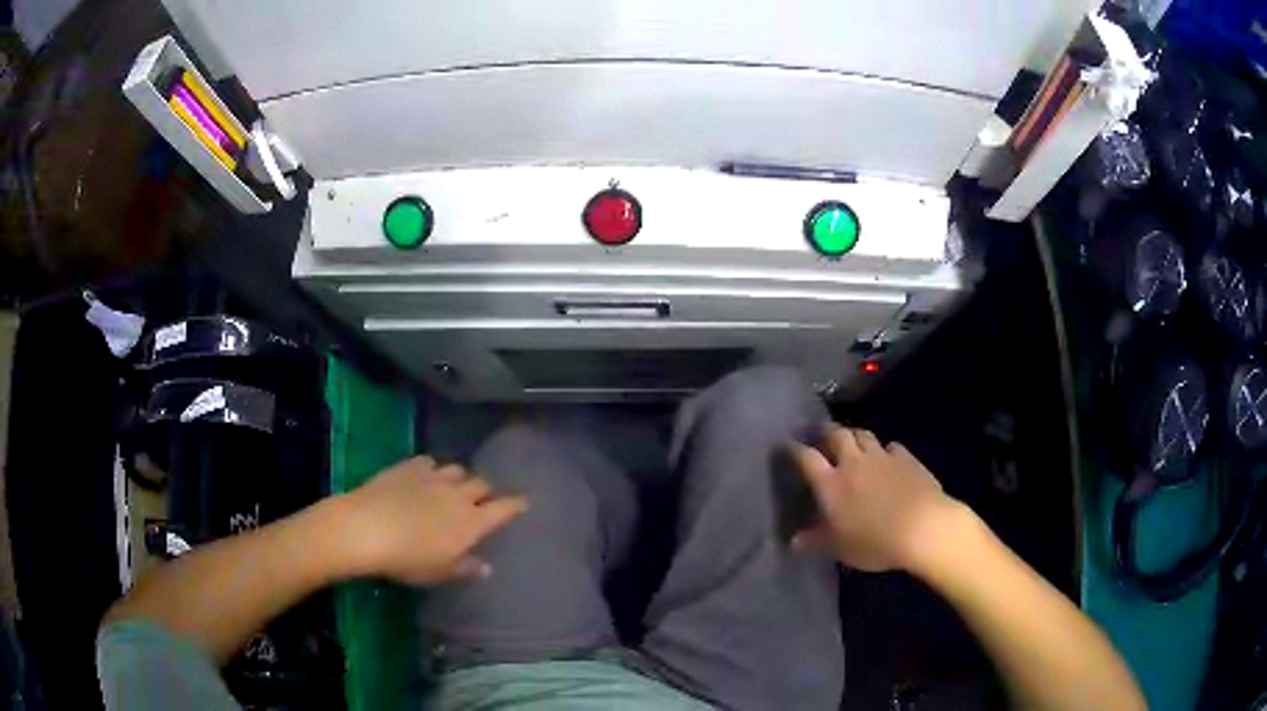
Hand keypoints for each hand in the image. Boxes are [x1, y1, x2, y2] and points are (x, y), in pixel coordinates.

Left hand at [339, 456, 527, 585]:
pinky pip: (430, 462)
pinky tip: (425, 477)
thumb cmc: (407, 559)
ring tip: (454, 488)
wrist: (366, 527)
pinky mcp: (409, 466)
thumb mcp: (439, 572)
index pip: (504, 508)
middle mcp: (458, 495)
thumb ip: (465, 567)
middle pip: (482, 484)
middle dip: (486, 491)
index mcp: (472, 522)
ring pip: (458, 470)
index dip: (515, 505)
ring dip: (461, 479)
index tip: (523, 503)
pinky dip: (433, 470)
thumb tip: (486, 566)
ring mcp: (434, 477)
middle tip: (482, 501)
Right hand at [789, 425, 963, 572]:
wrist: (922, 527)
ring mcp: (882, 457)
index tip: (786, 444)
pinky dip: (884, 449)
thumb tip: (793, 541)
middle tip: (821, 434)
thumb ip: (815, 540)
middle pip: (837, 435)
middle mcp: (853, 462)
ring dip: (854, 435)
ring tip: (852, 441)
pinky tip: (887, 457)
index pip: (806, 458)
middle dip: (826, 431)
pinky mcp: (906, 458)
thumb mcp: (839, 547)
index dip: (794, 449)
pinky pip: (891, 446)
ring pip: (864, 435)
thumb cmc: (874, 541)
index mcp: (831, 483)